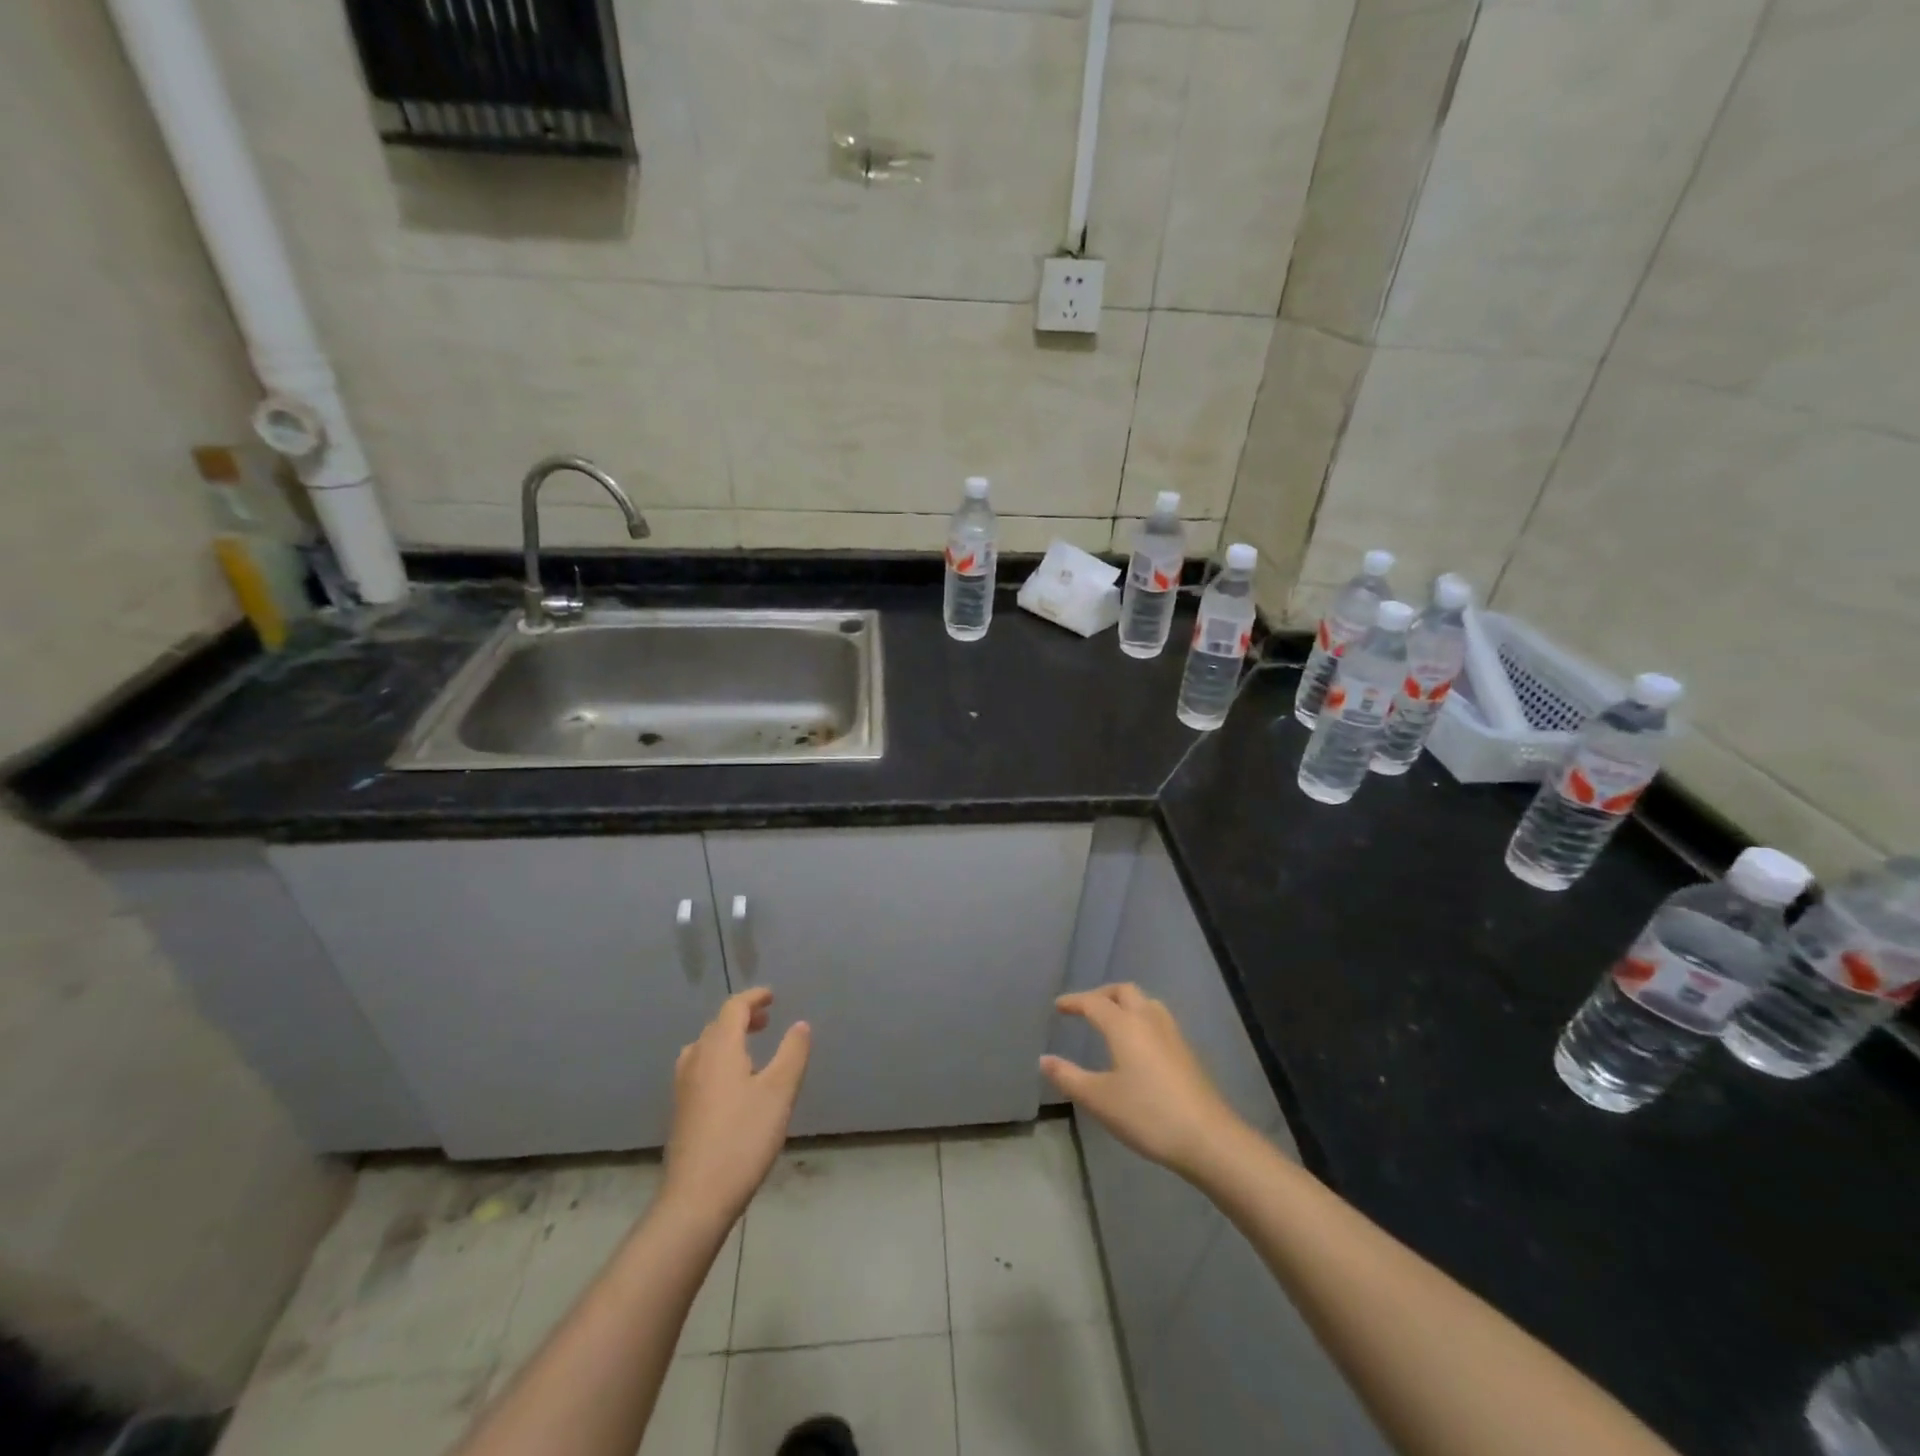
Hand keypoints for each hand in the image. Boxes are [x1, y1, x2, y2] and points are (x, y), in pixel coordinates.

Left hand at [663, 988, 810, 1221]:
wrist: (696, 1197)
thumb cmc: (743, 1137)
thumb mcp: (779, 1092)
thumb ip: (792, 1053)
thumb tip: (800, 1024)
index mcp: (719, 1048)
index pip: (734, 1008)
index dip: (754, 998)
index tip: (772, 996)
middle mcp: (696, 1060)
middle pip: (717, 1026)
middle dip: (743, 1018)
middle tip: (767, 1021)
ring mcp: (683, 1087)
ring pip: (705, 1048)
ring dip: (728, 1039)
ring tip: (750, 1049)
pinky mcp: (680, 1111)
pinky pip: (700, 1068)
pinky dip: (718, 1060)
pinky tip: (733, 1084)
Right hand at [1041, 983, 1246, 1181]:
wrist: (1207, 1137)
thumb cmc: (1147, 1114)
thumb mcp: (1099, 1099)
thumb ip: (1068, 1077)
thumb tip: (1044, 1060)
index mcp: (1124, 1025)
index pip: (1093, 1002)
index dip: (1074, 1001)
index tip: (1058, 1006)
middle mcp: (1148, 1020)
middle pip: (1123, 991)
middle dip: (1101, 995)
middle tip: (1085, 1009)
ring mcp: (1172, 1034)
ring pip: (1145, 1002)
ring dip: (1125, 1003)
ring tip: (1111, 1021)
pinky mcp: (1186, 1051)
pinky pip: (1158, 1019)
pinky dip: (1141, 1018)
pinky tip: (1138, 1045)